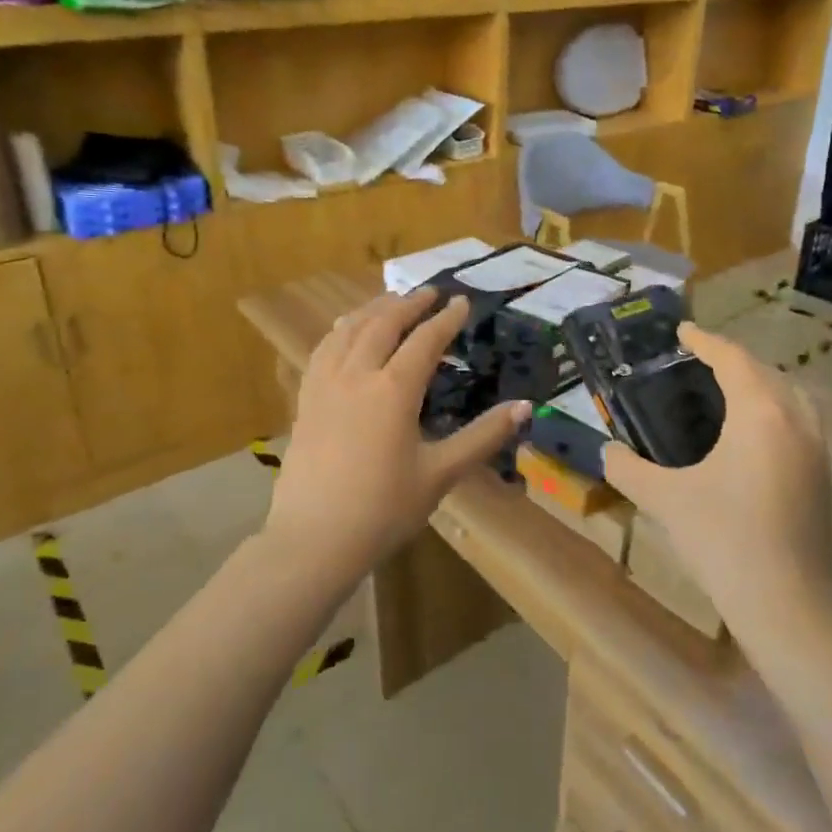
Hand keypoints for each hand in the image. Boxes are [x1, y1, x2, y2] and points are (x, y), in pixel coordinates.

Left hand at [264, 289, 529, 583]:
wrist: (315, 540)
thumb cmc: (384, 509)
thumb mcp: (441, 474)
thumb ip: (483, 436)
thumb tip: (525, 406)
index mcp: (394, 391)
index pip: (425, 341)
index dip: (446, 319)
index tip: (462, 301)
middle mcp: (357, 376)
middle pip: (383, 324)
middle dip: (409, 304)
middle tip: (429, 291)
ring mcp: (325, 386)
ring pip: (348, 331)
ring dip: (372, 310)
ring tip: (390, 300)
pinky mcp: (306, 401)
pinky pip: (322, 350)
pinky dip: (340, 331)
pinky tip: (343, 332)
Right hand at [602, 324, 831, 631]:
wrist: (785, 602)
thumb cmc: (722, 539)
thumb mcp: (664, 499)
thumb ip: (627, 468)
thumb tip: (606, 451)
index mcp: (760, 414)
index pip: (733, 360)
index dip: (705, 341)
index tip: (682, 331)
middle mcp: (795, 421)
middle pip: (765, 372)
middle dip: (732, 360)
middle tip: (697, 361)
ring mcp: (816, 449)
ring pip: (789, 396)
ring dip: (759, 383)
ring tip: (726, 391)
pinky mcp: (823, 476)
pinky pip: (799, 421)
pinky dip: (774, 410)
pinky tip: (751, 435)